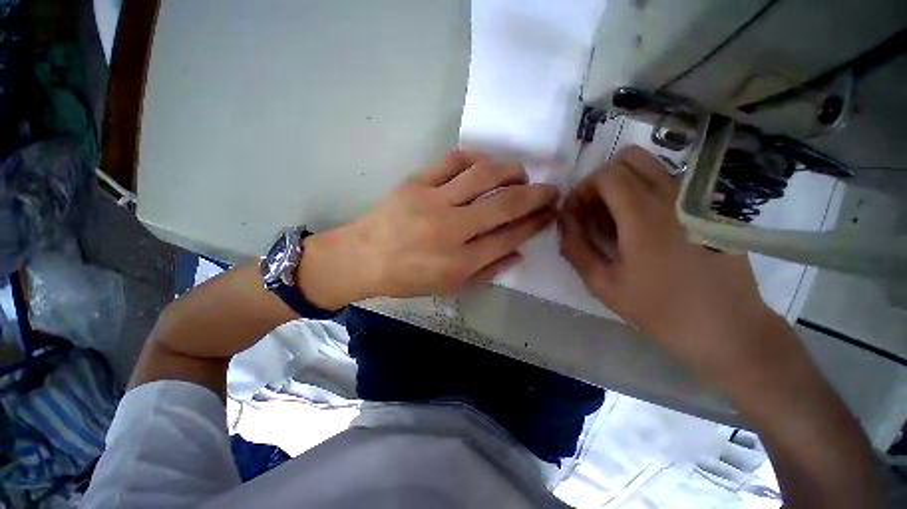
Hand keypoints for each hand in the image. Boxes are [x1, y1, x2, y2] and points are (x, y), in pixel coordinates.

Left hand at [298, 151, 556, 308]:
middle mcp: (451, 229)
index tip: (550, 214)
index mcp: (460, 261)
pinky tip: (485, 165)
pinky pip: (454, 160)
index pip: (509, 236)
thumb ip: (488, 271)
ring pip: (483, 174)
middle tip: (551, 189)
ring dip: (510, 170)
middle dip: (536, 194)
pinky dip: (476, 159)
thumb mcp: (450, 287)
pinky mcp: (416, 182)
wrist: (363, 257)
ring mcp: (432, 201)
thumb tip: (519, 252)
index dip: (535, 223)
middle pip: (504, 204)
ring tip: (521, 174)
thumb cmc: (408, 278)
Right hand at [558, 146, 782, 381]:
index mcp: (644, 216)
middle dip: (601, 180)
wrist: (727, 328)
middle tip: (593, 211)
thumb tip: (563, 221)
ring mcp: (695, 199)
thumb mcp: (603, 284)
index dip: (582, 189)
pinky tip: (642, 225)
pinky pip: (668, 182)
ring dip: (623, 184)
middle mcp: (673, 196)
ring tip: (615, 218)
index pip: (606, 174)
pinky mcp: (707, 207)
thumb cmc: (660, 310)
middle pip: (629, 159)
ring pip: (651, 166)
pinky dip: (644, 191)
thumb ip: (575, 247)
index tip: (574, 213)